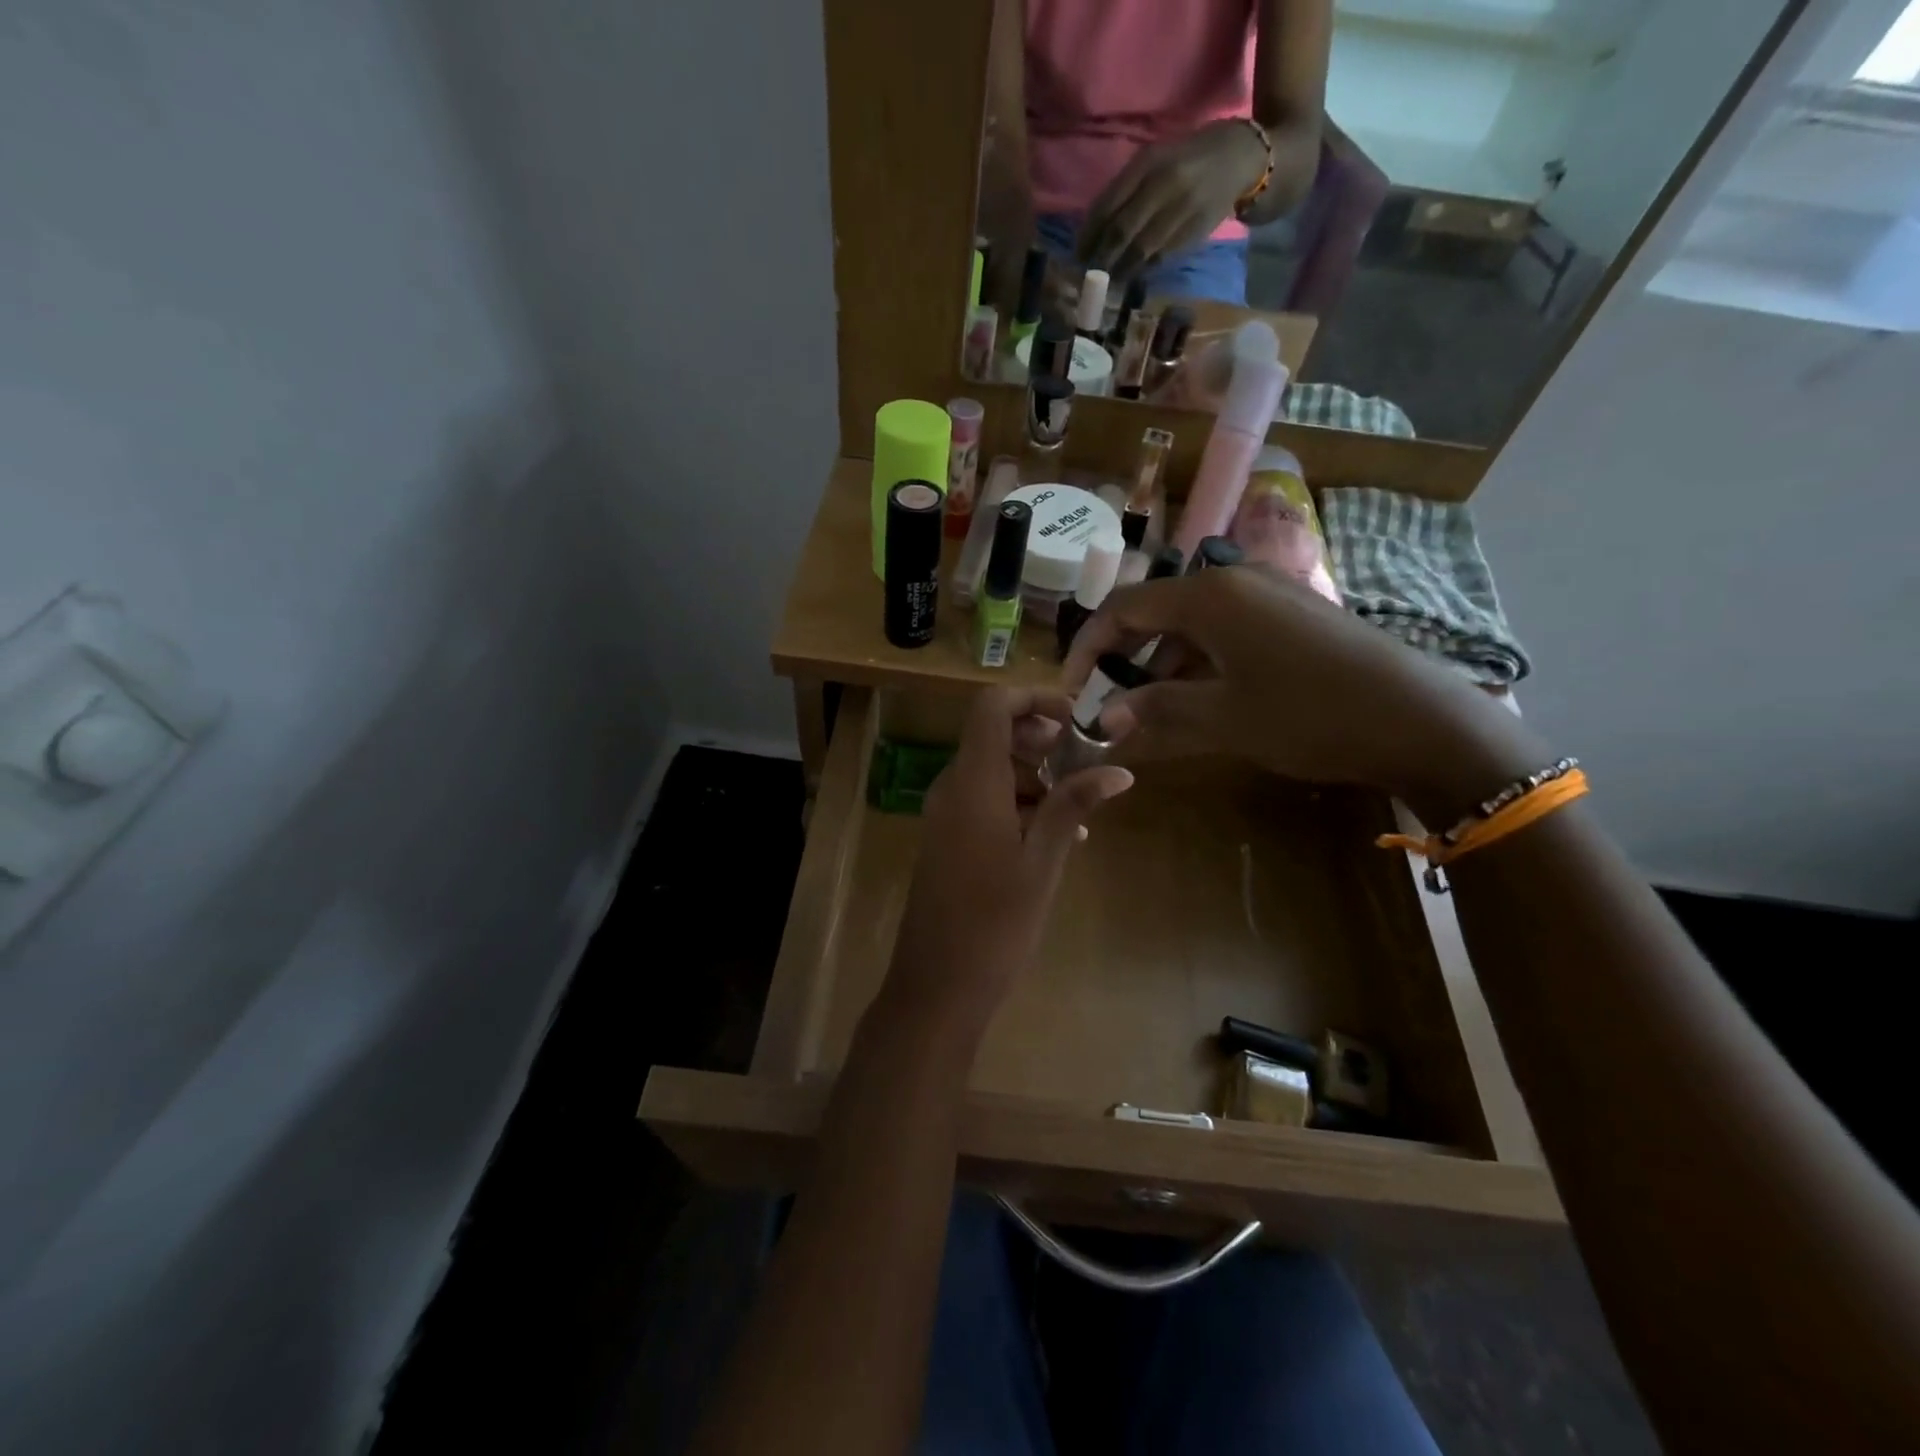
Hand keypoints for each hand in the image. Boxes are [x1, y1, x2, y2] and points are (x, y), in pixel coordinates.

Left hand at [883, 687, 1132, 1038]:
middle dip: (1040, 739)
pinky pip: (983, 802)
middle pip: (992, 735)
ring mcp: (945, 816)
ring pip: (991, 771)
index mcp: (973, 782)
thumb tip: (1118, 769)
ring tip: (1080, 807)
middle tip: (1084, 761)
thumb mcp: (1043, 861)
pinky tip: (1055, 837)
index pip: (991, 706)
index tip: (1075, 719)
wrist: (937, 985)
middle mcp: (952, 788)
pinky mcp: (947, 841)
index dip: (1033, 698)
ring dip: (1034, 776)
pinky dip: (1018, 804)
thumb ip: (1073, 806)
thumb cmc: (995, 923)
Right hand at [1062, 568, 1541, 826]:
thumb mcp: (1222, 717)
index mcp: (1209, 595)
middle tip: (1111, 706)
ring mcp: (1268, 595)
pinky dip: (1202, 664)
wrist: (1419, 718)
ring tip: (1155, 714)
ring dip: (1164, 667)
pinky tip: (1205, 701)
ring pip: (1192, 625)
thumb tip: (1103, 720)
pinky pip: (1227, 632)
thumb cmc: (1308, 712)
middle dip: (1125, 660)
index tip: (1072, 690)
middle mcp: (1234, 580)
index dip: (1088, 648)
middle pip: (1156, 612)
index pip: (1122, 608)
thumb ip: (1156, 711)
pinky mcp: (1294, 614)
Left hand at [1079, 121, 1267, 276]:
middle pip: (1121, 232)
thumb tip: (1092, 233)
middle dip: (1100, 259)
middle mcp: (1164, 184)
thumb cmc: (1186, 161)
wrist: (1239, 158)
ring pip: (1140, 250)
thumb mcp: (1153, 162)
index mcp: (1147, 163)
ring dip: (1119, 271)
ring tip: (1107, 281)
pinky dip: (1142, 270)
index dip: (1089, 236)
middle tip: (1088, 275)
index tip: (1078, 256)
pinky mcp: (1194, 231)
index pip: (1108, 206)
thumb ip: (1124, 192)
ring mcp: (1181, 209)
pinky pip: (1160, 258)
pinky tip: (1131, 275)